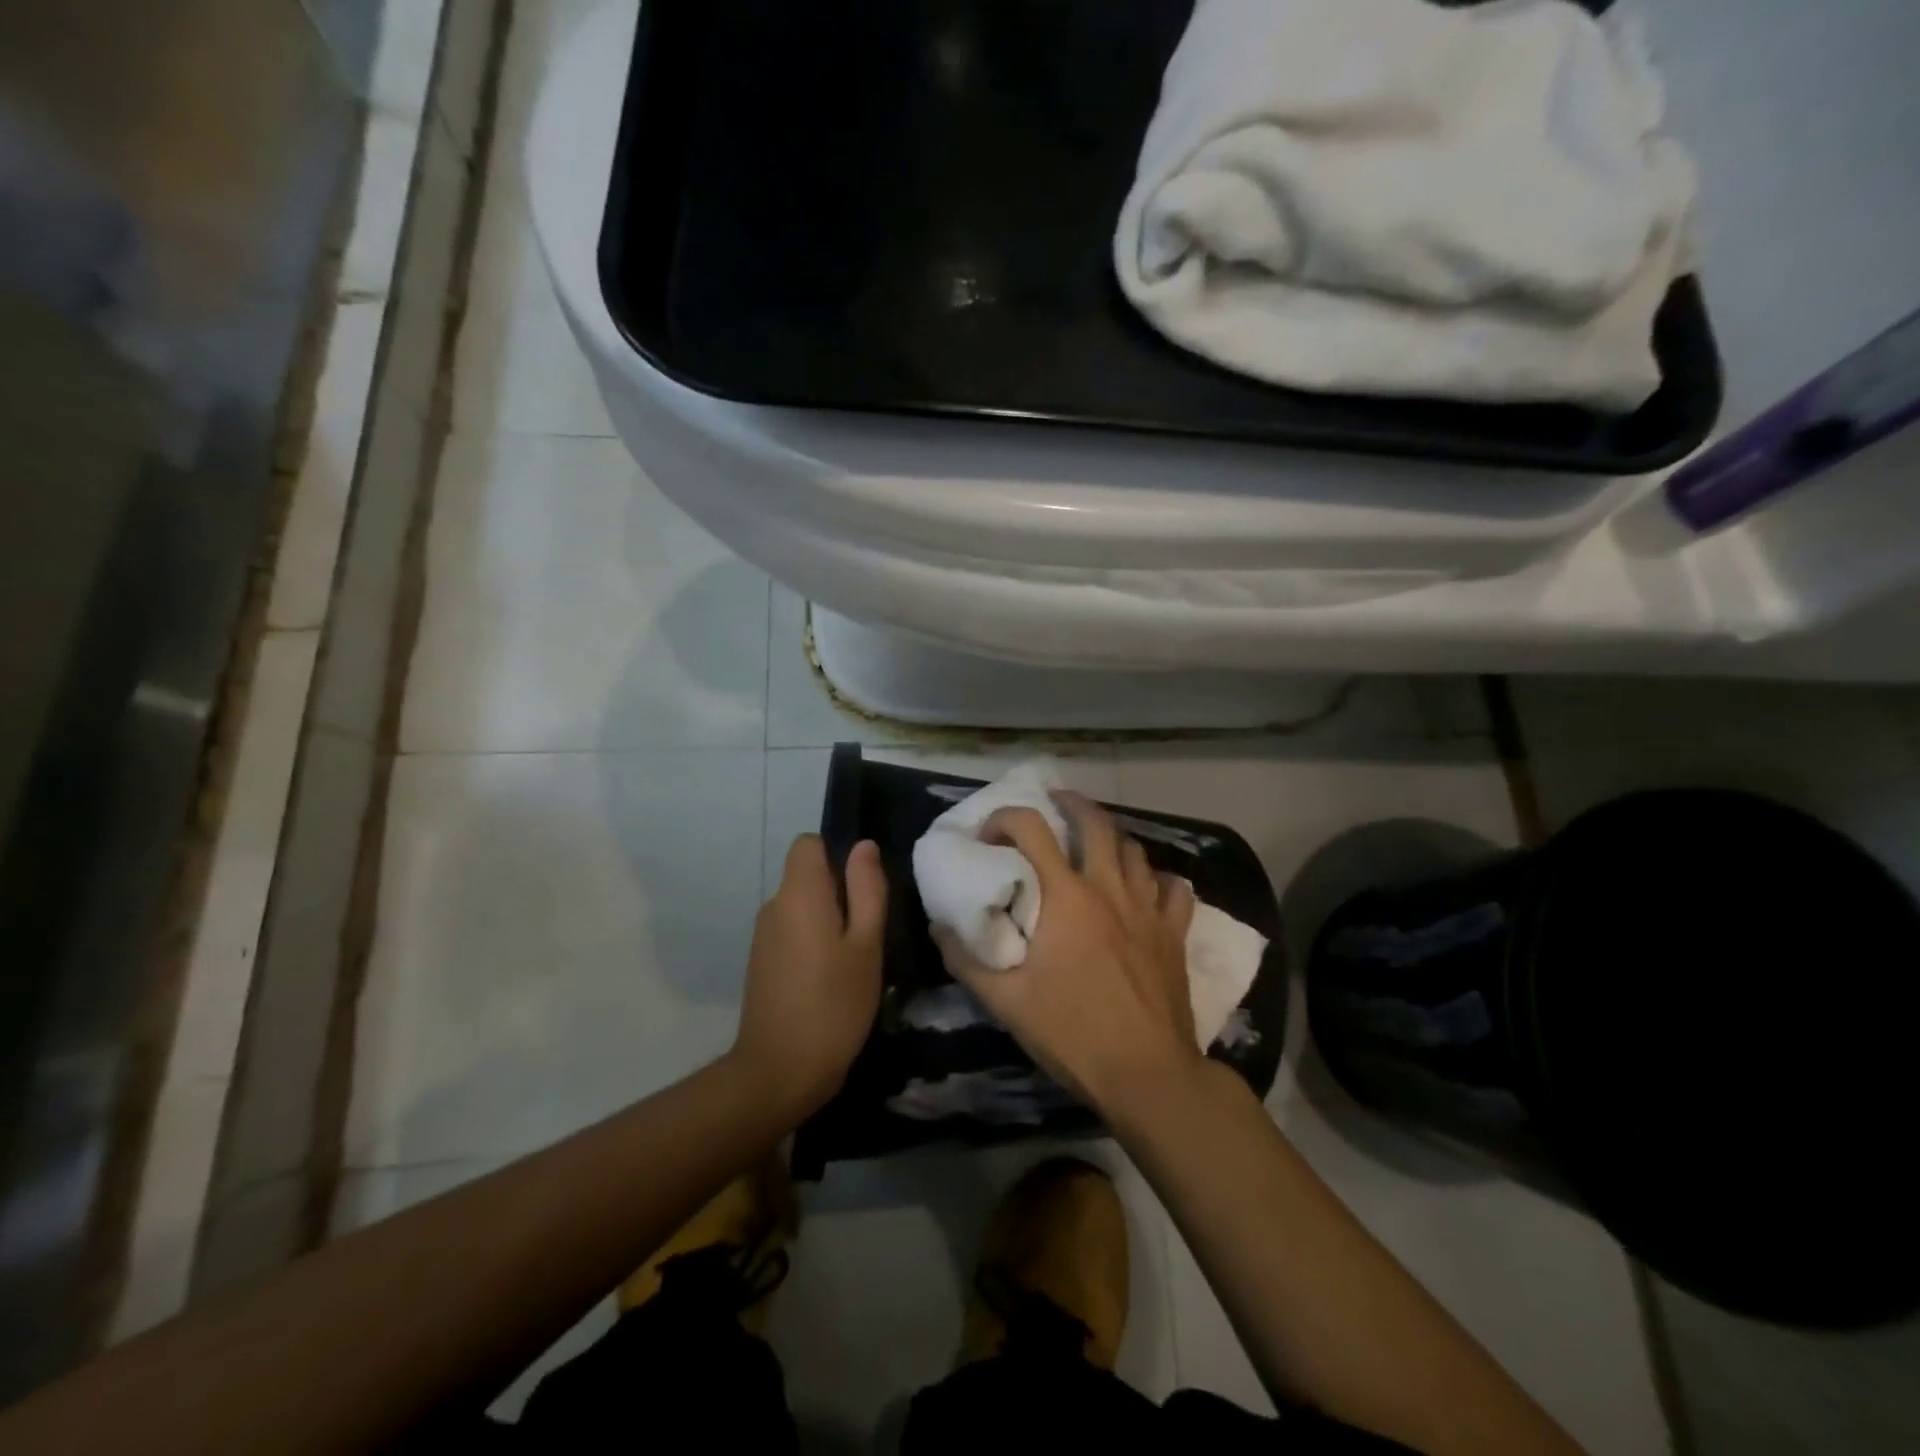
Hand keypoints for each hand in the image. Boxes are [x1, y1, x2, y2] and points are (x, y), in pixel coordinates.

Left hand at [730, 835, 886, 1122]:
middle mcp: (774, 906)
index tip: (863, 889)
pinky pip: (792, 932)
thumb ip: (867, 889)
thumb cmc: (834, 1004)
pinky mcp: (761, 963)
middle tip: (869, 933)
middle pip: (807, 876)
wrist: (779, 1072)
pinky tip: (831, 980)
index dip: (837, 854)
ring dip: (828, 921)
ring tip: (854, 961)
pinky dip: (813, 943)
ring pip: (801, 907)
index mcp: (799, 894)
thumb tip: (863, 846)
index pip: (808, 843)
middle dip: (839, 892)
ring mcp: (763, 936)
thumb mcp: (866, 945)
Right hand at [931, 793, 1201, 1117]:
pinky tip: (1145, 888)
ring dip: (1112, 838)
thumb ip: (966, 960)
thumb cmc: (1072, 1034)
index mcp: (1066, 897)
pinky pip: (1173, 889)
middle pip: (1096, 823)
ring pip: (1135, 850)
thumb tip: (939, 926)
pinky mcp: (1174, 933)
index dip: (1005, 818)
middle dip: (1072, 804)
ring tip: (1095, 843)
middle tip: (1054, 802)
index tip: (988, 833)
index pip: (1032, 829)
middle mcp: (1109, 889)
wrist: (1147, 1074)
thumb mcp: (1006, 1002)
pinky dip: (1157, 879)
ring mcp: (1148, 908)